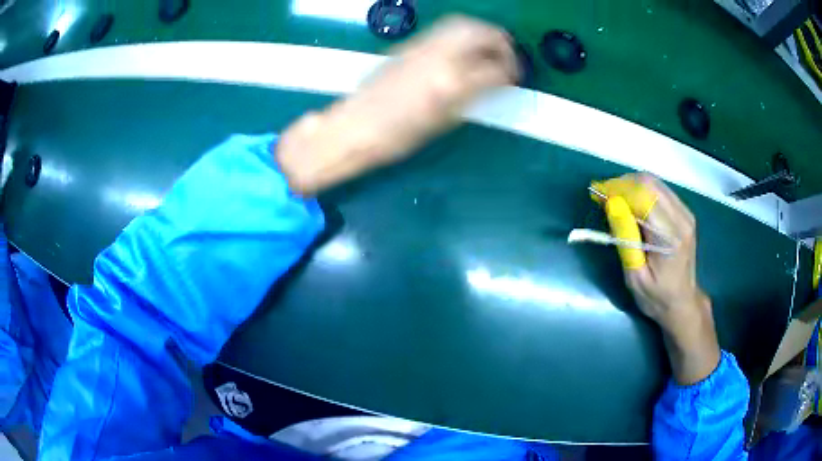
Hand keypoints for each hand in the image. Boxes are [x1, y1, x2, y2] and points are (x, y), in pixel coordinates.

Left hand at [276, 15, 517, 194]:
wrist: (355, 126)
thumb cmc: (399, 136)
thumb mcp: (445, 122)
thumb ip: (474, 96)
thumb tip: (495, 82)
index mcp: (450, 83)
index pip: (494, 69)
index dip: (511, 73)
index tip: (515, 78)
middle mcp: (439, 56)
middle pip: (480, 33)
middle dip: (501, 42)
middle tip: (508, 57)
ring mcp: (422, 46)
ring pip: (462, 25)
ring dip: (482, 33)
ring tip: (490, 50)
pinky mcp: (410, 45)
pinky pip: (445, 31)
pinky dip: (463, 35)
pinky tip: (465, 50)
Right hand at [604, 174, 719, 385]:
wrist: (683, 302)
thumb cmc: (656, 297)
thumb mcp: (635, 276)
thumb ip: (625, 239)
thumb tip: (611, 204)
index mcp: (669, 236)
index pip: (642, 197)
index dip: (617, 190)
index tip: (596, 195)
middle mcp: (681, 218)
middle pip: (649, 183)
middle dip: (622, 184)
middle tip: (602, 197)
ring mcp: (685, 212)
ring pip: (654, 182)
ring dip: (630, 185)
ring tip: (613, 200)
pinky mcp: (684, 212)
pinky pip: (659, 190)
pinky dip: (641, 191)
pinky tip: (630, 204)